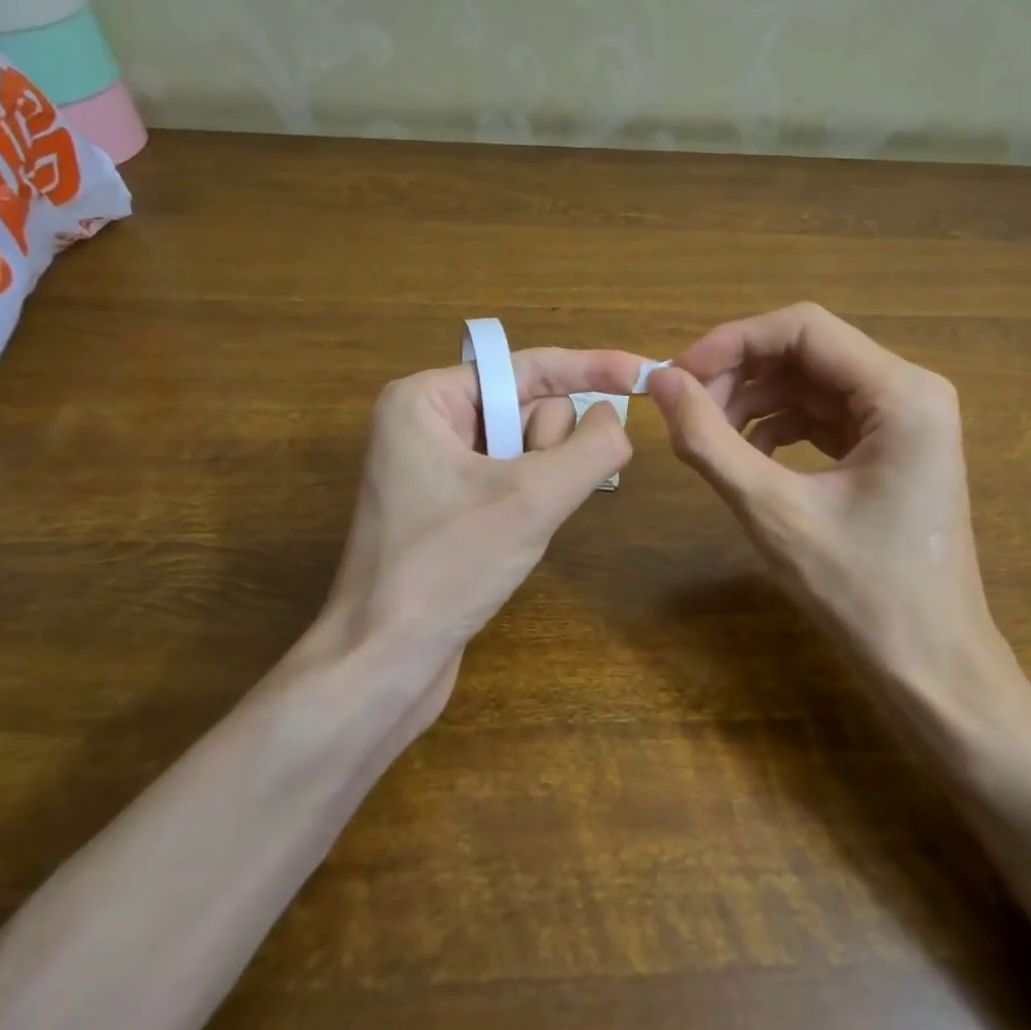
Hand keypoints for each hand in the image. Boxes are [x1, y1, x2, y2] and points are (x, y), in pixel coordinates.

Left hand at [310, 346, 646, 716]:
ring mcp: (436, 465)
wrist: (382, 662)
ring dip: (541, 483)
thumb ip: (591, 448)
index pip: (529, 367)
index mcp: (427, 398)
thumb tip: (616, 420)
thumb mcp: (532, 499)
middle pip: (529, 408)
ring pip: (528, 447)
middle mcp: (428, 421)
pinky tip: (508, 538)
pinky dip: (530, 501)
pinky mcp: (449, 504)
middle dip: (546, 450)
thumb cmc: (447, 568)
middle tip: (524, 498)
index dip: (593, 367)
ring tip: (511, 526)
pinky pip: (514, 478)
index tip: (648, 373)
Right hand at [649, 303, 1025, 705]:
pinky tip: (748, 457)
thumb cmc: (861, 593)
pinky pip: (824, 416)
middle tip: (685, 412)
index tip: (677, 377)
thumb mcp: (774, 512)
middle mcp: (912, 391)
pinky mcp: (892, 448)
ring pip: (811, 383)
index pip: (802, 328)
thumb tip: (660, 381)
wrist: (931, 668)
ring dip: (754, 401)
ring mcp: (906, 420)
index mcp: (902, 393)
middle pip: (807, 352)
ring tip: (707, 437)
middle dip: (739, 374)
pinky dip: (779, 427)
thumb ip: (710, 440)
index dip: (731, 342)